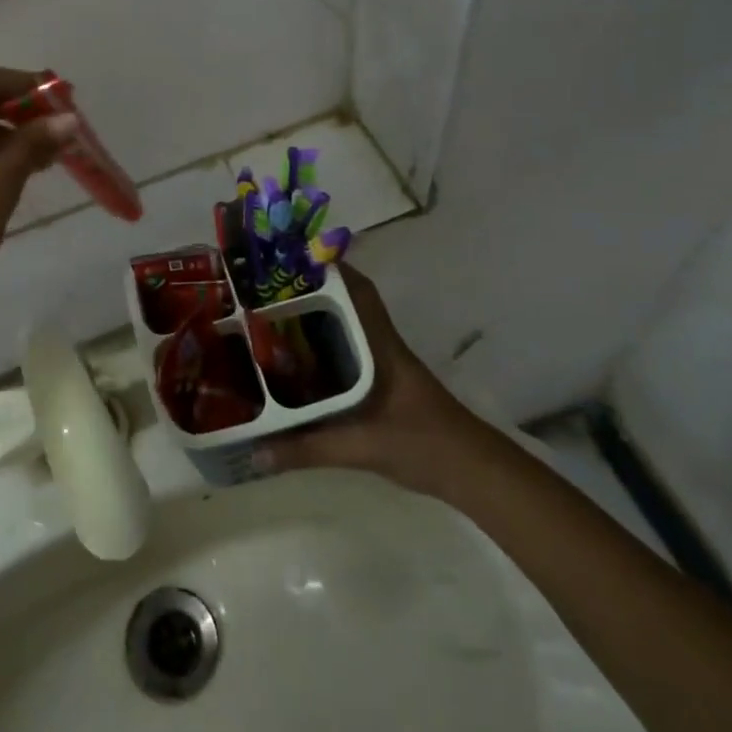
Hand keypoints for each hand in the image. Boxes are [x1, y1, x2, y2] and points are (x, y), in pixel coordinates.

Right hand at [255, 263, 494, 498]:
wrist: (474, 474)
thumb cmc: (422, 445)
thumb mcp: (361, 446)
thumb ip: (308, 449)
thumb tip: (257, 453)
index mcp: (381, 346)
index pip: (358, 291)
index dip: (331, 268)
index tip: (294, 257)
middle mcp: (383, 347)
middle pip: (348, 305)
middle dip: (313, 292)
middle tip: (270, 290)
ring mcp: (387, 366)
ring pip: (349, 329)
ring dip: (319, 320)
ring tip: (275, 320)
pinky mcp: (387, 386)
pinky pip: (352, 355)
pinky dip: (327, 350)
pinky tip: (302, 365)